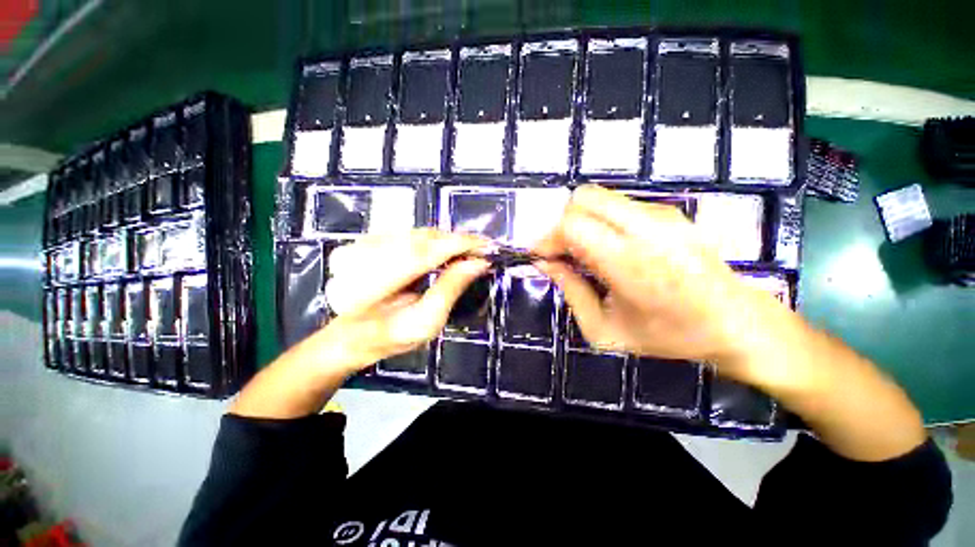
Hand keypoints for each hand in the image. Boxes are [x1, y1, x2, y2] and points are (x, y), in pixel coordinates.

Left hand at [318, 229, 490, 372]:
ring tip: (465, 251)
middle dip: (455, 241)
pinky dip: (430, 239)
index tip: (486, 245)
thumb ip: (450, 289)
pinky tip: (442, 250)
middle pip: (422, 238)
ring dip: (445, 240)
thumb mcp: (426, 322)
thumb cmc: (391, 336)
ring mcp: (360, 245)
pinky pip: (406, 232)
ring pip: (416, 232)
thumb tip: (478, 263)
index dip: (459, 245)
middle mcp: (362, 257)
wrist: (353, 335)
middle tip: (480, 250)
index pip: (425, 252)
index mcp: (373, 285)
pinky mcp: (364, 241)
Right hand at [534, 185, 783, 379]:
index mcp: (629, 263)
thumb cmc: (667, 337)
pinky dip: (601, 221)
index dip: (547, 238)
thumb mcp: (604, 330)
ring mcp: (662, 214)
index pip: (572, 225)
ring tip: (585, 252)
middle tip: (562, 252)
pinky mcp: (670, 211)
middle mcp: (647, 228)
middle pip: (582, 199)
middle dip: (561, 224)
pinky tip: (609, 248)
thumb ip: (570, 291)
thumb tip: (544, 263)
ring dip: (581, 221)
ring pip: (599, 198)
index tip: (541, 256)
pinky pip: (618, 205)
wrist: (737, 323)